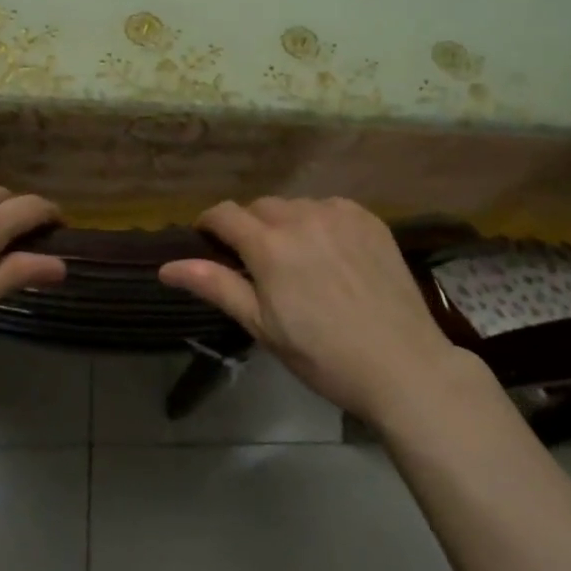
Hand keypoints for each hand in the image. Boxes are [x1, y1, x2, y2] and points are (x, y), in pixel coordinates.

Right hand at [158, 197, 479, 424]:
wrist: (403, 364)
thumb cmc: (323, 355)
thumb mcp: (262, 326)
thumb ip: (216, 286)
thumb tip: (167, 266)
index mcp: (269, 245)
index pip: (224, 214)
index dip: (210, 225)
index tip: (209, 242)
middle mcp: (301, 216)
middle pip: (260, 207)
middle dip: (250, 227)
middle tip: (258, 264)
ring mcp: (339, 213)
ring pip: (296, 205)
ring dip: (286, 223)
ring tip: (298, 260)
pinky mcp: (368, 218)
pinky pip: (330, 207)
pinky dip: (320, 222)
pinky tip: (331, 254)